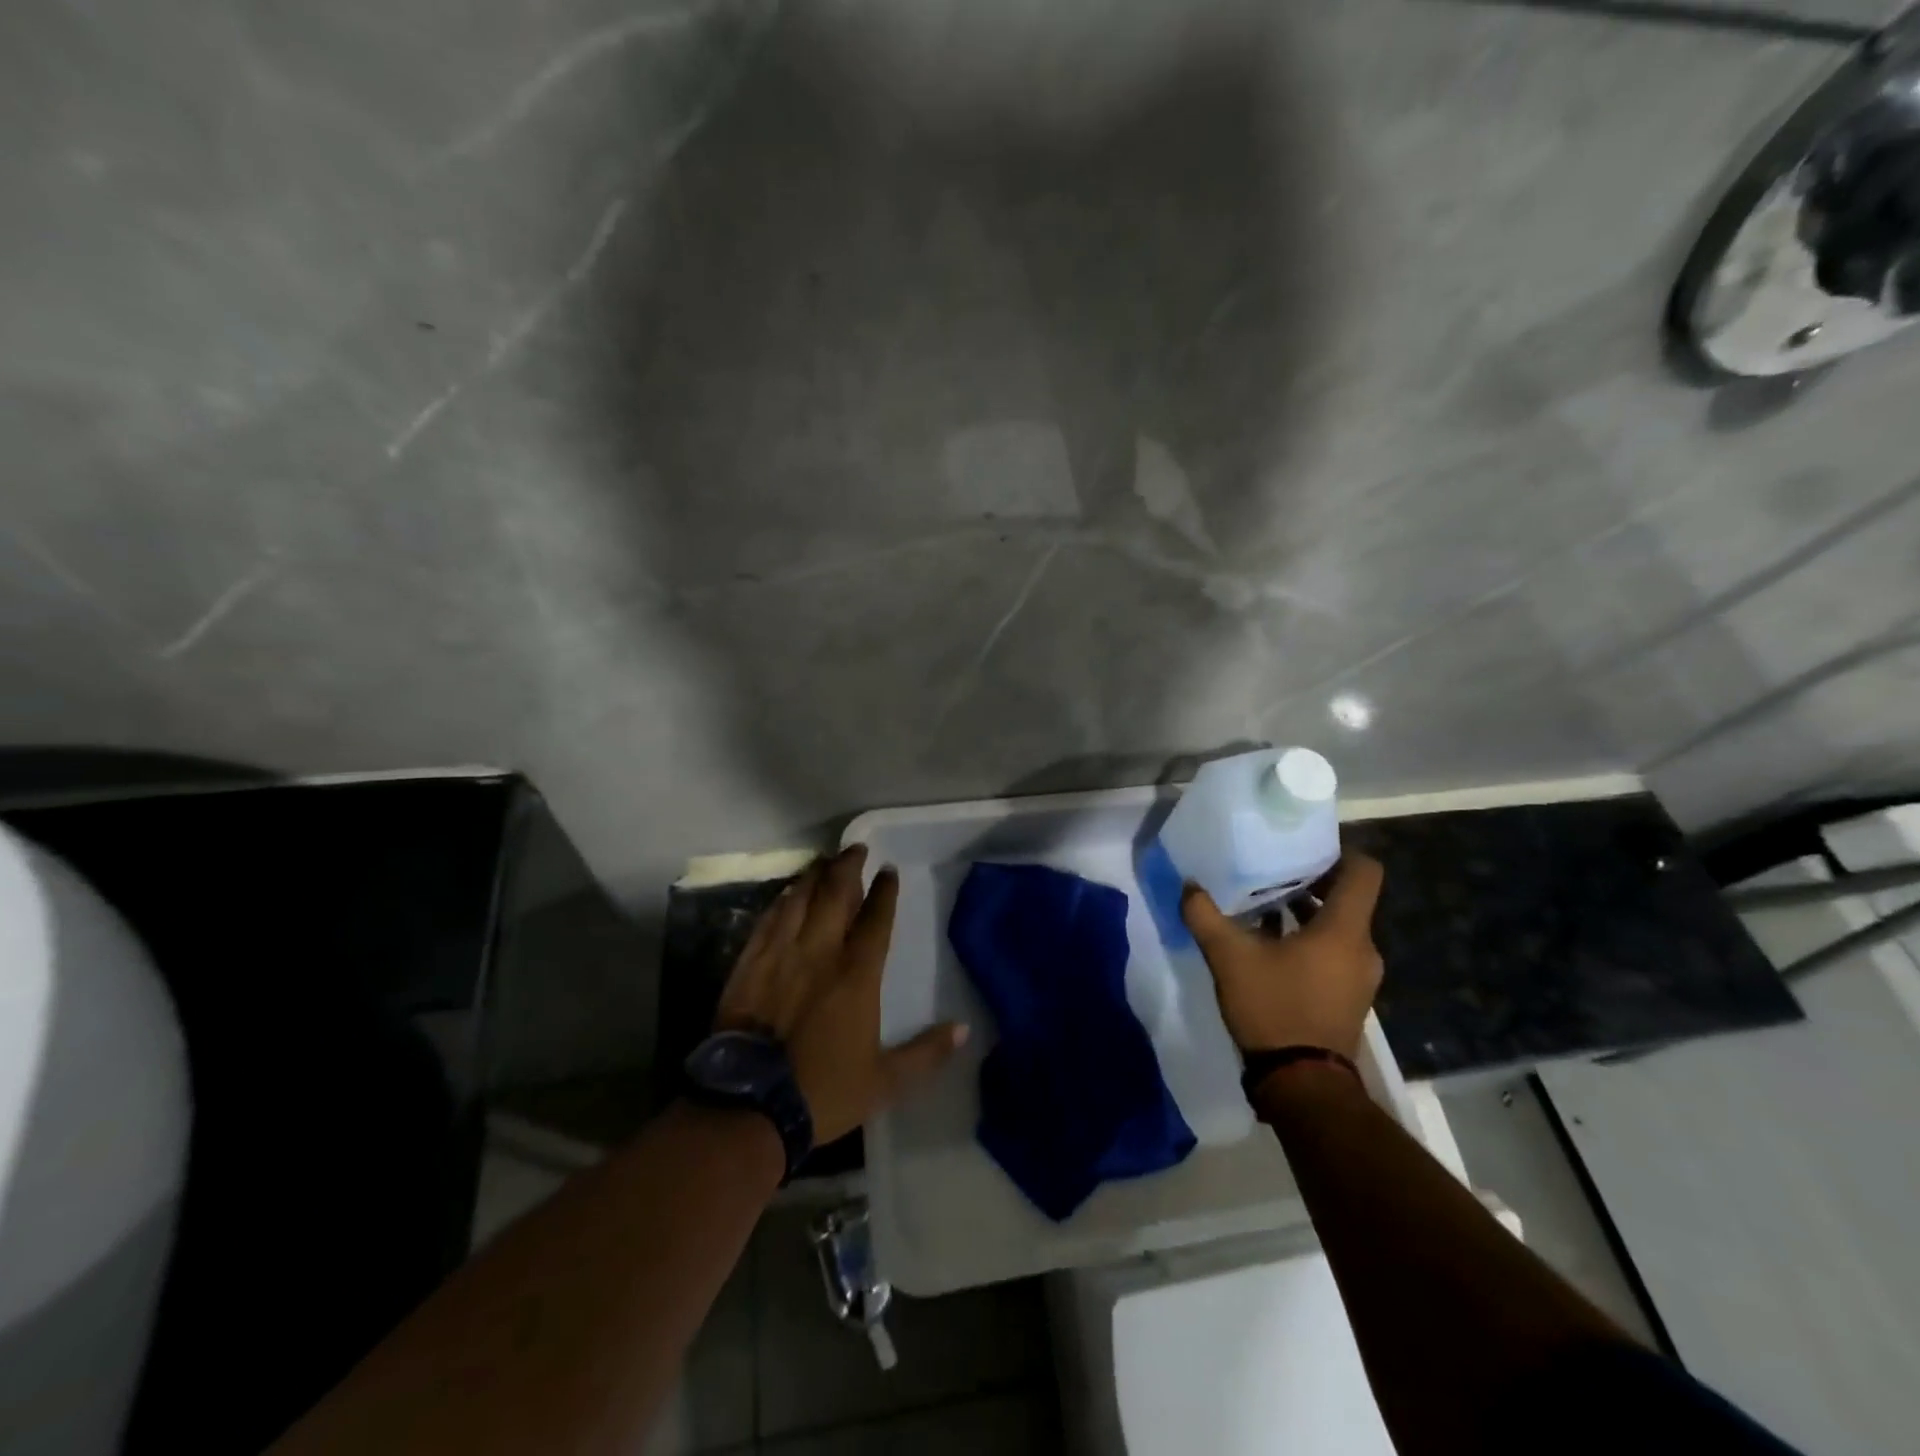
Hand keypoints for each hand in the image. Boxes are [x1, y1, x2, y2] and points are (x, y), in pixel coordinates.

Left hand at [713, 845, 966, 1144]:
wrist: (749, 1107)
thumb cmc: (822, 1091)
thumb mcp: (884, 1081)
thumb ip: (925, 1053)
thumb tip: (964, 1030)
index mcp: (856, 974)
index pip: (875, 919)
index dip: (885, 891)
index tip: (889, 870)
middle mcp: (819, 952)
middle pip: (835, 894)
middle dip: (848, 866)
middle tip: (855, 848)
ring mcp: (780, 954)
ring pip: (800, 899)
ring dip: (815, 875)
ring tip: (824, 861)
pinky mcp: (749, 964)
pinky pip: (768, 919)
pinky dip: (782, 900)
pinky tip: (787, 893)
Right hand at [1180, 851, 1384, 1058]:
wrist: (1302, 1084)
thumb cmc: (1274, 1008)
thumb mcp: (1229, 958)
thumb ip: (1205, 916)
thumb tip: (1189, 886)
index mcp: (1344, 929)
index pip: (1364, 871)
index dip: (1340, 851)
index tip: (1303, 848)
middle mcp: (1361, 947)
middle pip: (1349, 897)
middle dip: (1312, 881)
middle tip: (1272, 871)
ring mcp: (1359, 975)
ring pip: (1339, 926)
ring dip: (1307, 912)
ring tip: (1264, 905)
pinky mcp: (1349, 996)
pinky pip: (1334, 951)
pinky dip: (1309, 940)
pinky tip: (1269, 945)